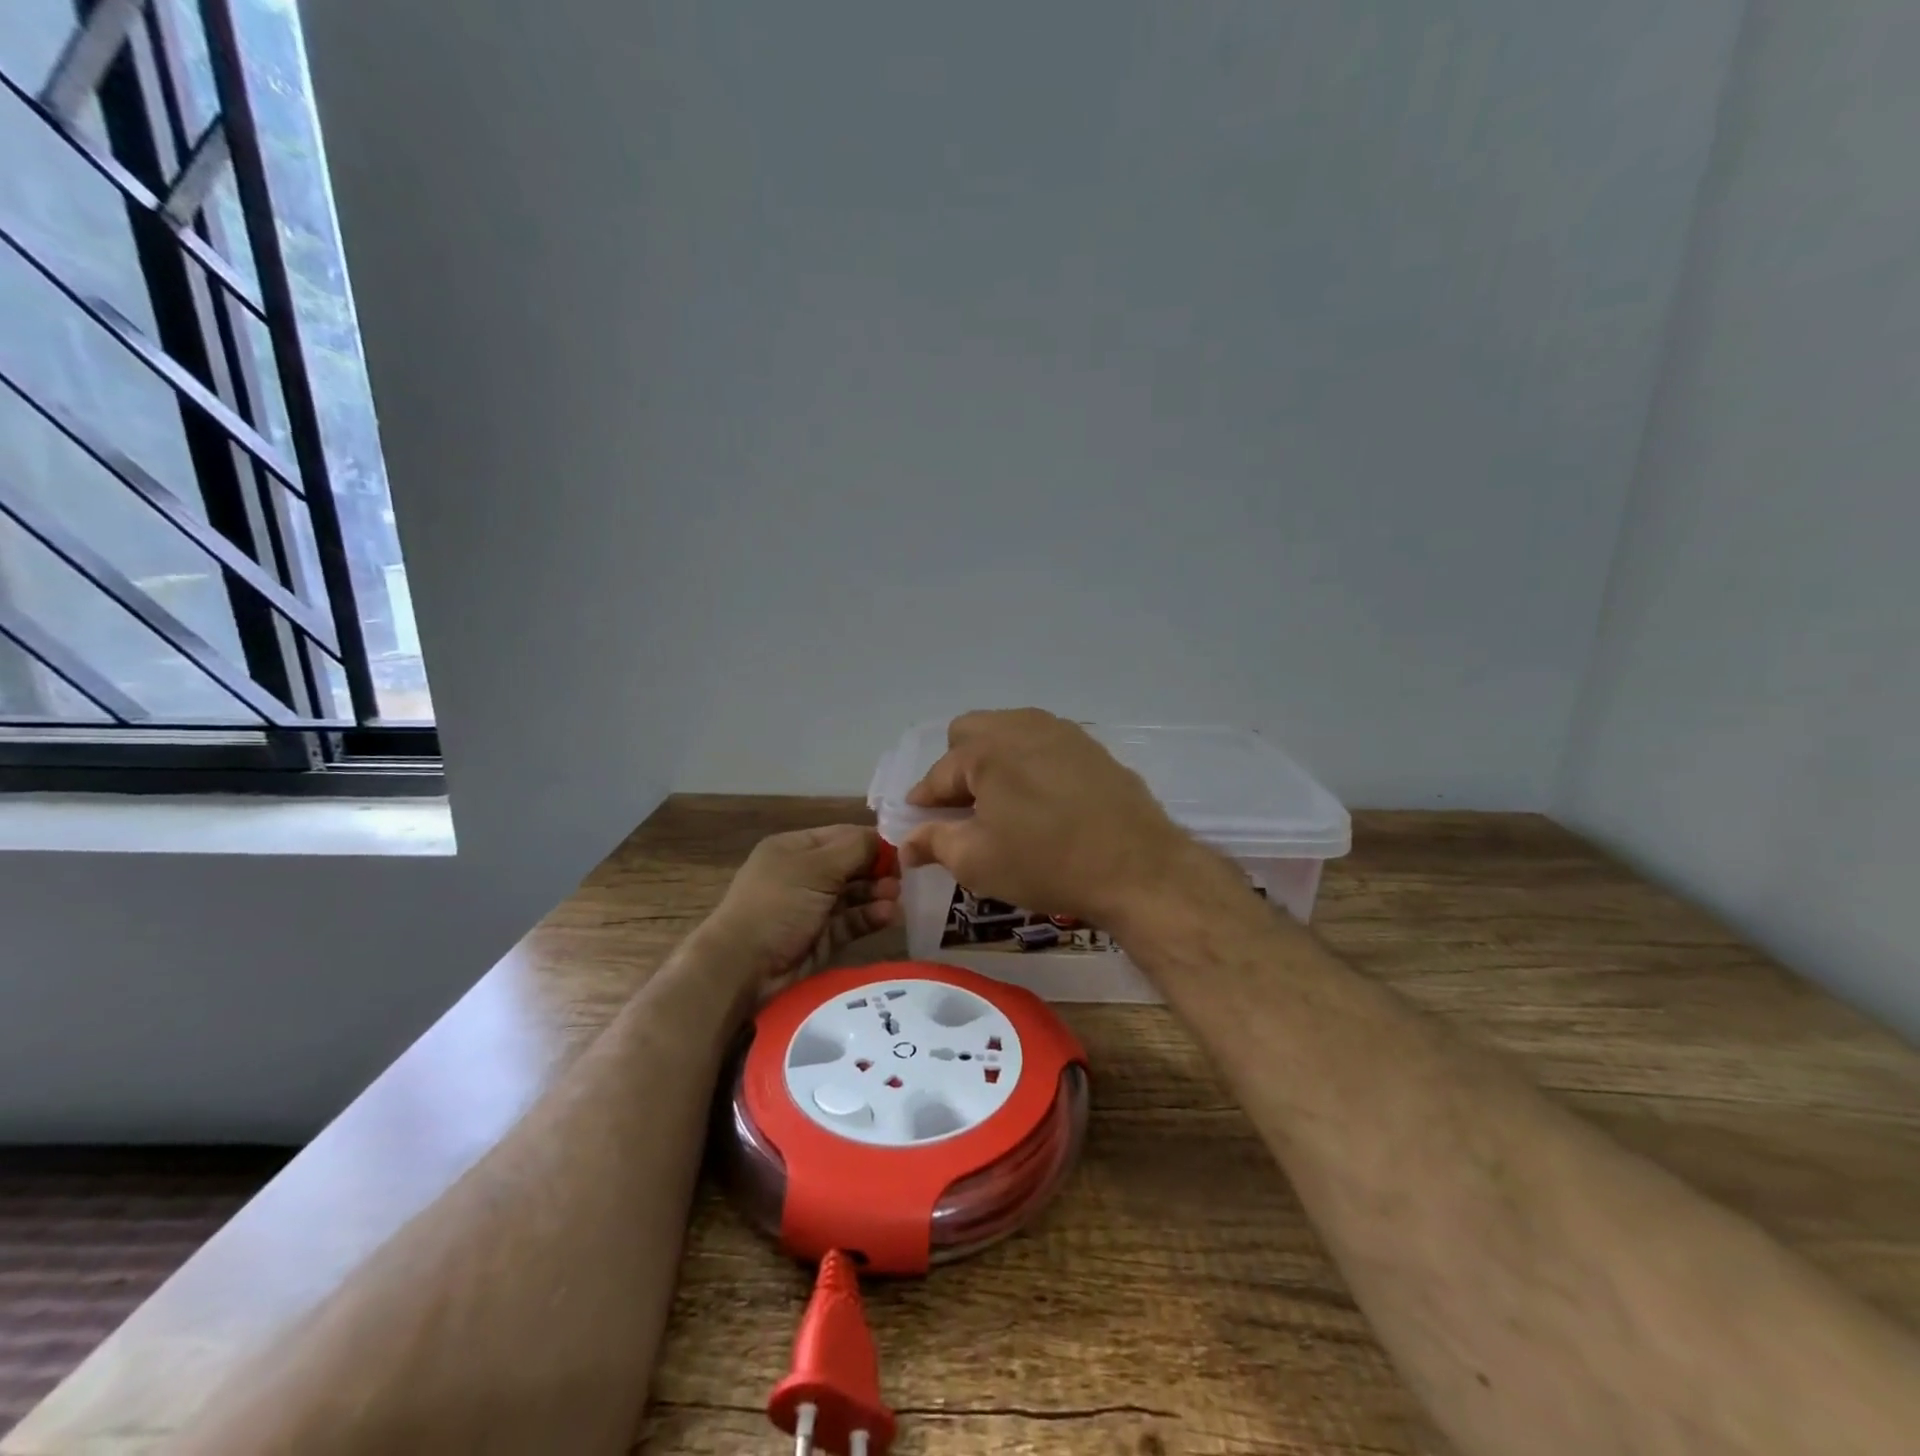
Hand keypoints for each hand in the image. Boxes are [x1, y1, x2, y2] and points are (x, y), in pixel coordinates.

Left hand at [702, 825, 900, 997]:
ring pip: (854, 895)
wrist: (744, 967)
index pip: (842, 836)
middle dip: (878, 869)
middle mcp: (804, 874)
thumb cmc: (778, 904)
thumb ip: (856, 850)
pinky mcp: (821, 938)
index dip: (872, 841)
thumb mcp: (816, 867)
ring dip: (877, 894)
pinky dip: (870, 917)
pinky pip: (851, 922)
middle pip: (851, 865)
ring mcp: (812, 907)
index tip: (903, 848)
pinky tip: (889, 916)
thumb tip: (886, 839)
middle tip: (905, 877)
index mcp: (795, 849)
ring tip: (897, 898)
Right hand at [899, 708, 1194, 929]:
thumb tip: (907, 843)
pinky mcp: (1090, 745)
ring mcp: (1061, 731)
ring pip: (1008, 731)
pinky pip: (1043, 742)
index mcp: (986, 751)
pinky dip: (1029, 762)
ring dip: (993, 760)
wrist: (1138, 868)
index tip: (920, 823)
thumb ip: (934, 843)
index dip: (924, 801)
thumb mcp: (978, 863)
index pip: (938, 774)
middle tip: (965, 808)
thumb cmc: (1047, 865)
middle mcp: (1020, 726)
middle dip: (957, 767)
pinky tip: (1042, 798)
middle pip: (969, 734)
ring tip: (1002, 802)